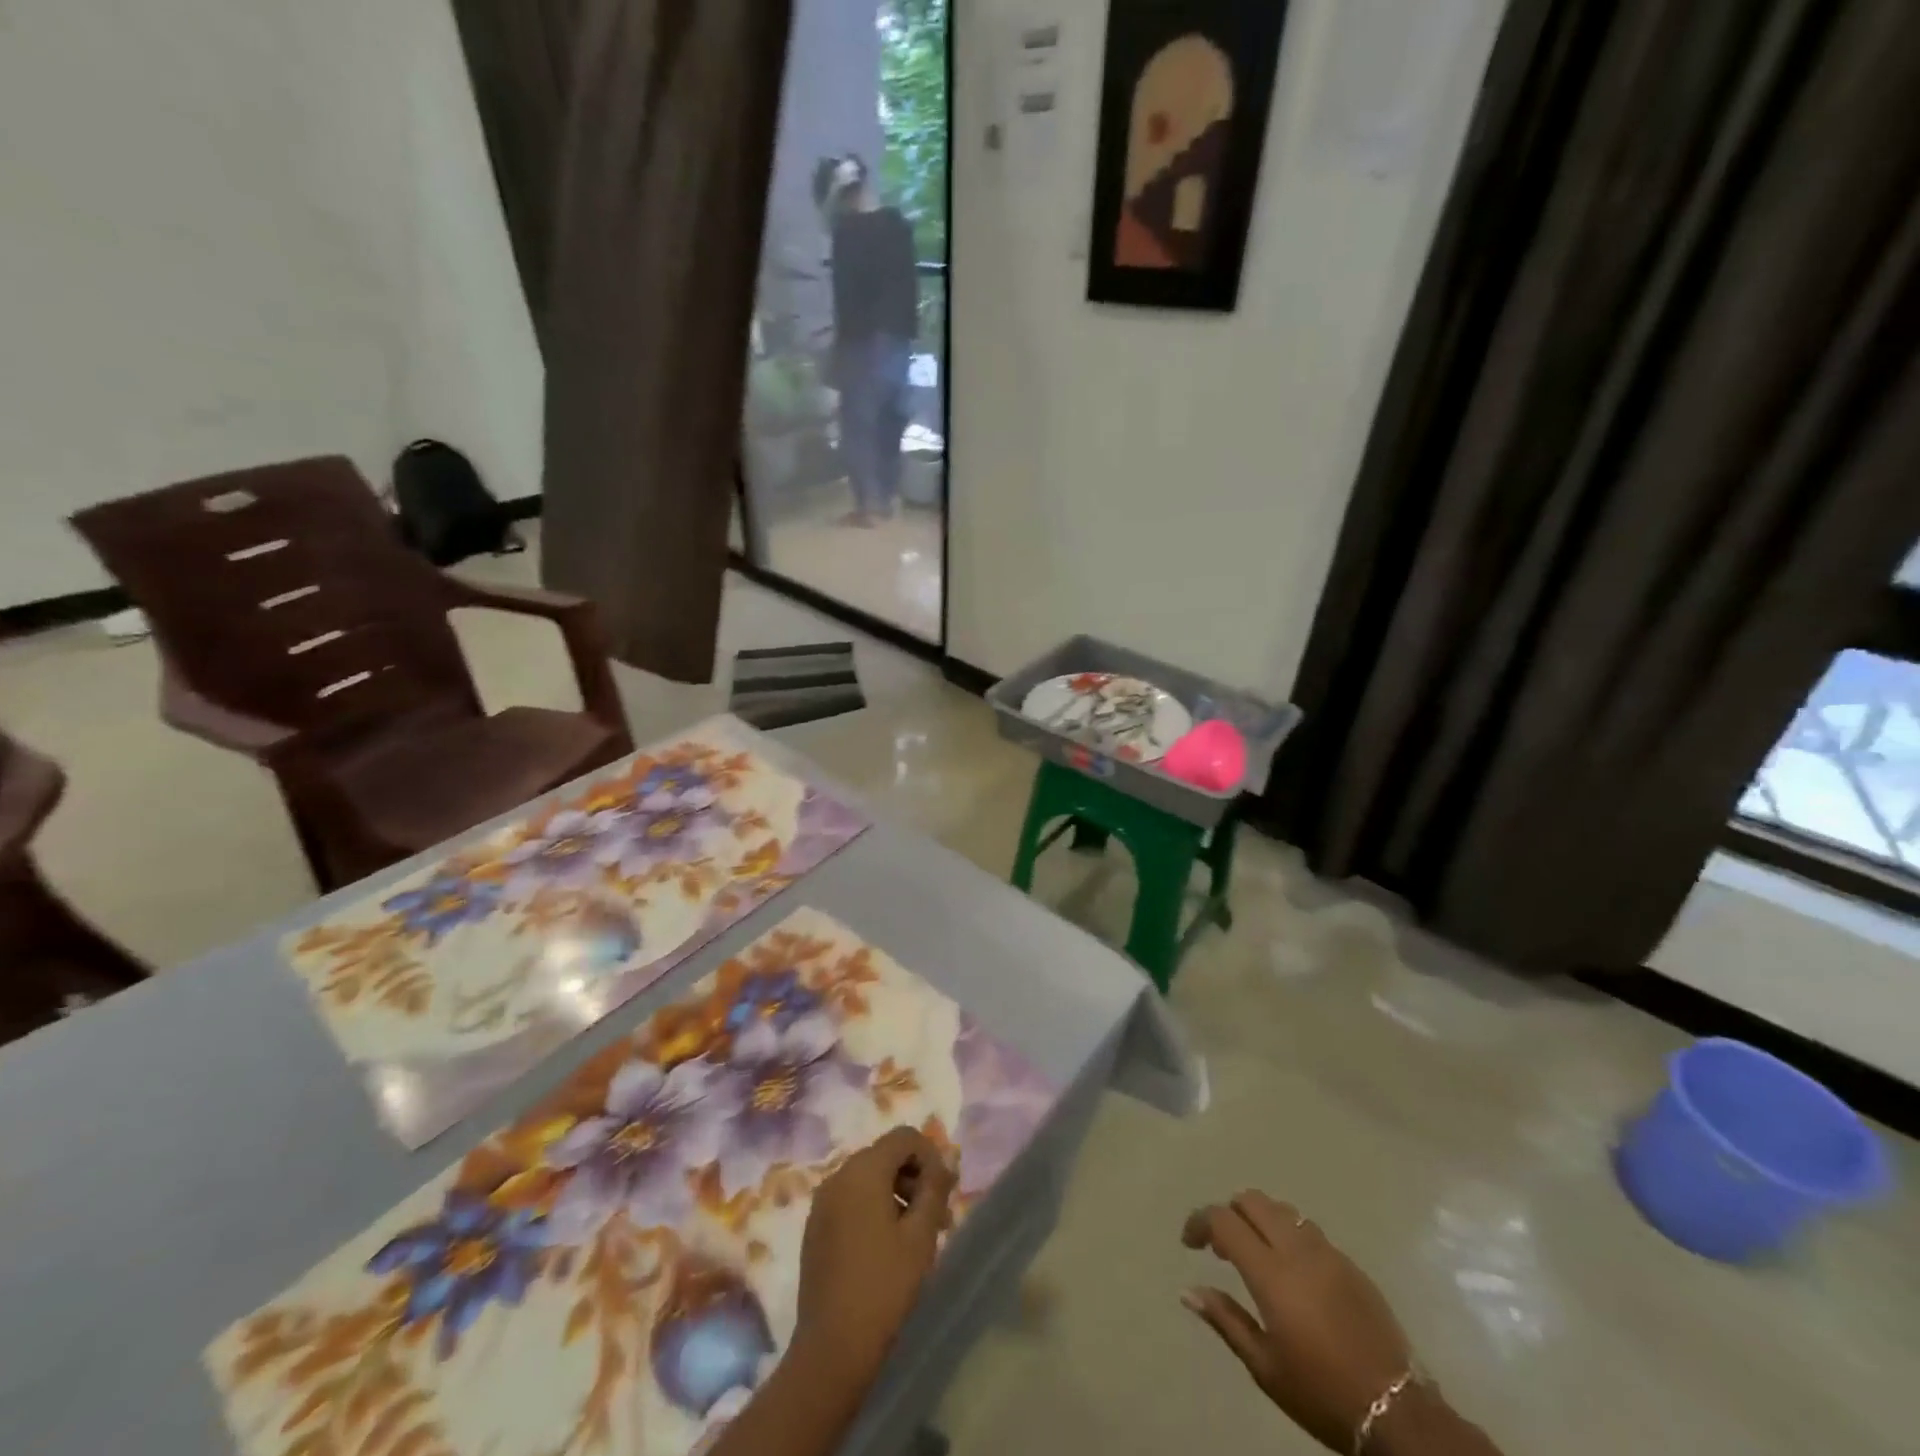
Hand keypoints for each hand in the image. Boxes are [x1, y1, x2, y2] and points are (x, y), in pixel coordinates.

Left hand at [794, 1126, 955, 1385]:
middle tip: (938, 1218)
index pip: (904, 1137)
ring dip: (897, 1194)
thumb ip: (935, 1189)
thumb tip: (946, 1161)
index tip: (945, 1193)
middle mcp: (838, 1176)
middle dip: (915, 1178)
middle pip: (885, 1155)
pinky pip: (851, 1200)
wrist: (832, 1348)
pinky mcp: (815, 1228)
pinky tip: (887, 1248)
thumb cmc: (884, 1286)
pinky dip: (873, 1209)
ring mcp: (822, 1202)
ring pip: (868, 1179)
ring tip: (916, 1237)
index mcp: (863, 1170)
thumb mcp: (921, 1235)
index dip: (930, 1155)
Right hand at [1182, 1191, 1412, 1452]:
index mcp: (1271, 1273)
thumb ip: (1225, 1320)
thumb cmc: (1321, 1392)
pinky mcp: (1351, 1263)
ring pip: (1282, 1209)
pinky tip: (1292, 1270)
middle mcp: (1297, 1249)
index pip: (1223, 1220)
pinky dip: (1289, 1234)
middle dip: (1230, 1212)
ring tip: (1256, 1254)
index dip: (1200, 1221)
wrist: (1397, 1412)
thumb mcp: (1265, 1367)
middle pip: (1253, 1200)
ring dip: (1260, 1220)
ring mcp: (1328, 1252)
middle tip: (1222, 1247)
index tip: (1190, 1242)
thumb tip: (1188, 1289)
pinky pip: (1309, 1229)